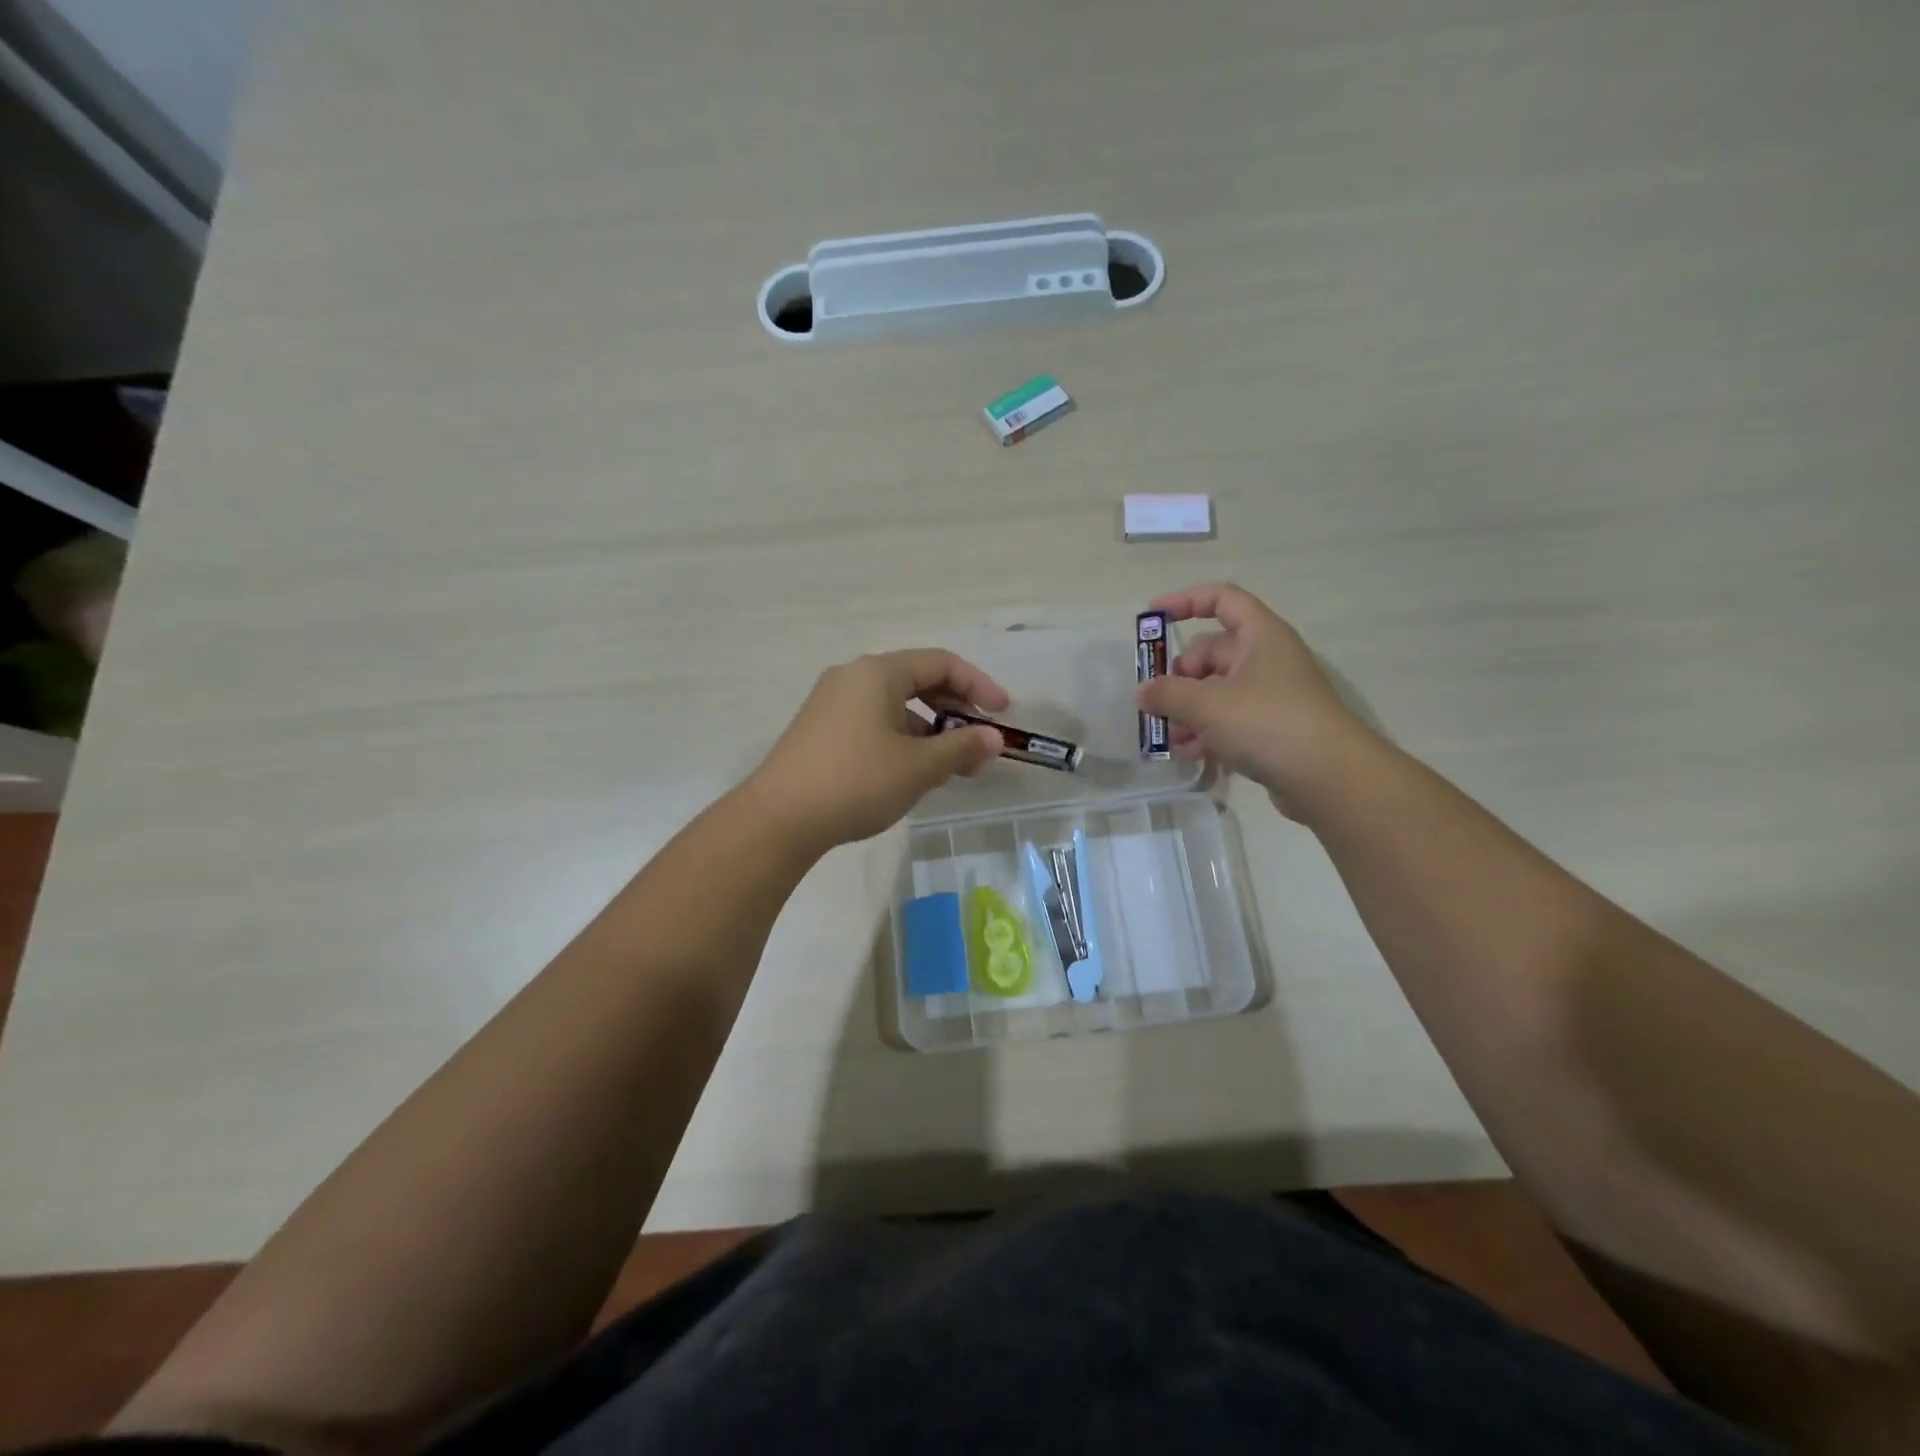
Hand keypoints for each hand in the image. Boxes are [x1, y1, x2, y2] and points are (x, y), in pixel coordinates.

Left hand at [748, 649, 1008, 850]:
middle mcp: (853, 677)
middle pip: (918, 682)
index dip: (979, 686)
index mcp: (877, 673)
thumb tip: (993, 738)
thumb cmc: (856, 782)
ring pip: (896, 707)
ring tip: (951, 770)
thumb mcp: (918, 767)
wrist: (778, 819)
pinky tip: (912, 774)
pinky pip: (874, 723)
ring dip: (931, 732)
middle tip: (979, 747)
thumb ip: (961, 747)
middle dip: (955, 714)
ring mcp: (832, 703)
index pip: (941, 663)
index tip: (1003, 715)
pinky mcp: (821, 730)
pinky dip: (903, 741)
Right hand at [1137, 582, 1366, 814]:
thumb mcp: (1207, 706)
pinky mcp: (1274, 728)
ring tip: (1173, 738)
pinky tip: (1194, 754)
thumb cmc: (1268, 724)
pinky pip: (1231, 719)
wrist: (1330, 778)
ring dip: (1190, 710)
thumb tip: (1143, 692)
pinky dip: (1209, 731)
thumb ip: (1168, 694)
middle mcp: (1268, 658)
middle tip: (1158, 702)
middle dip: (1180, 677)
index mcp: (1260, 636)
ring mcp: (1272, 694)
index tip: (1152, 617)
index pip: (1221, 599)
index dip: (1185, 601)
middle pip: (1212, 653)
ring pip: (1218, 690)